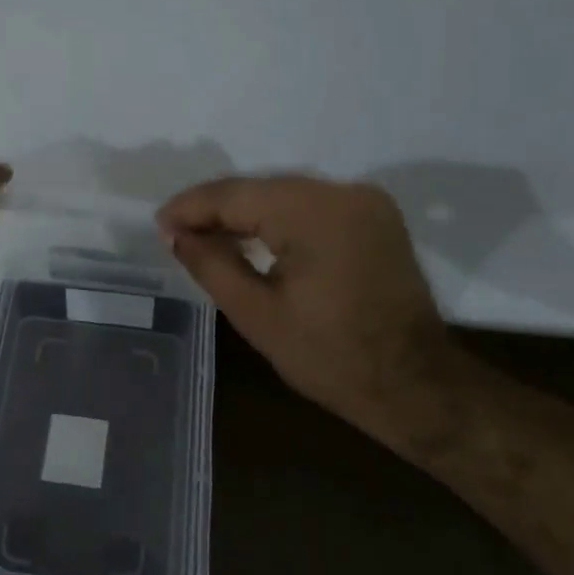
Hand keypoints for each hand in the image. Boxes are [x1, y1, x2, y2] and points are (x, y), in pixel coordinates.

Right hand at [157, 175, 458, 439]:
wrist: (414, 384)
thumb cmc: (329, 357)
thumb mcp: (256, 314)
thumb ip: (211, 264)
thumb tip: (176, 234)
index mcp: (315, 214)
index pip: (237, 195)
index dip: (192, 207)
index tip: (159, 224)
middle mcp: (344, 192)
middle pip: (262, 189)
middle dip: (217, 209)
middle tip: (177, 233)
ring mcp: (367, 202)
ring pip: (286, 195)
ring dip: (246, 214)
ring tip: (206, 236)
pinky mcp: (376, 217)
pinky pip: (312, 206)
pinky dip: (278, 219)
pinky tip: (252, 238)